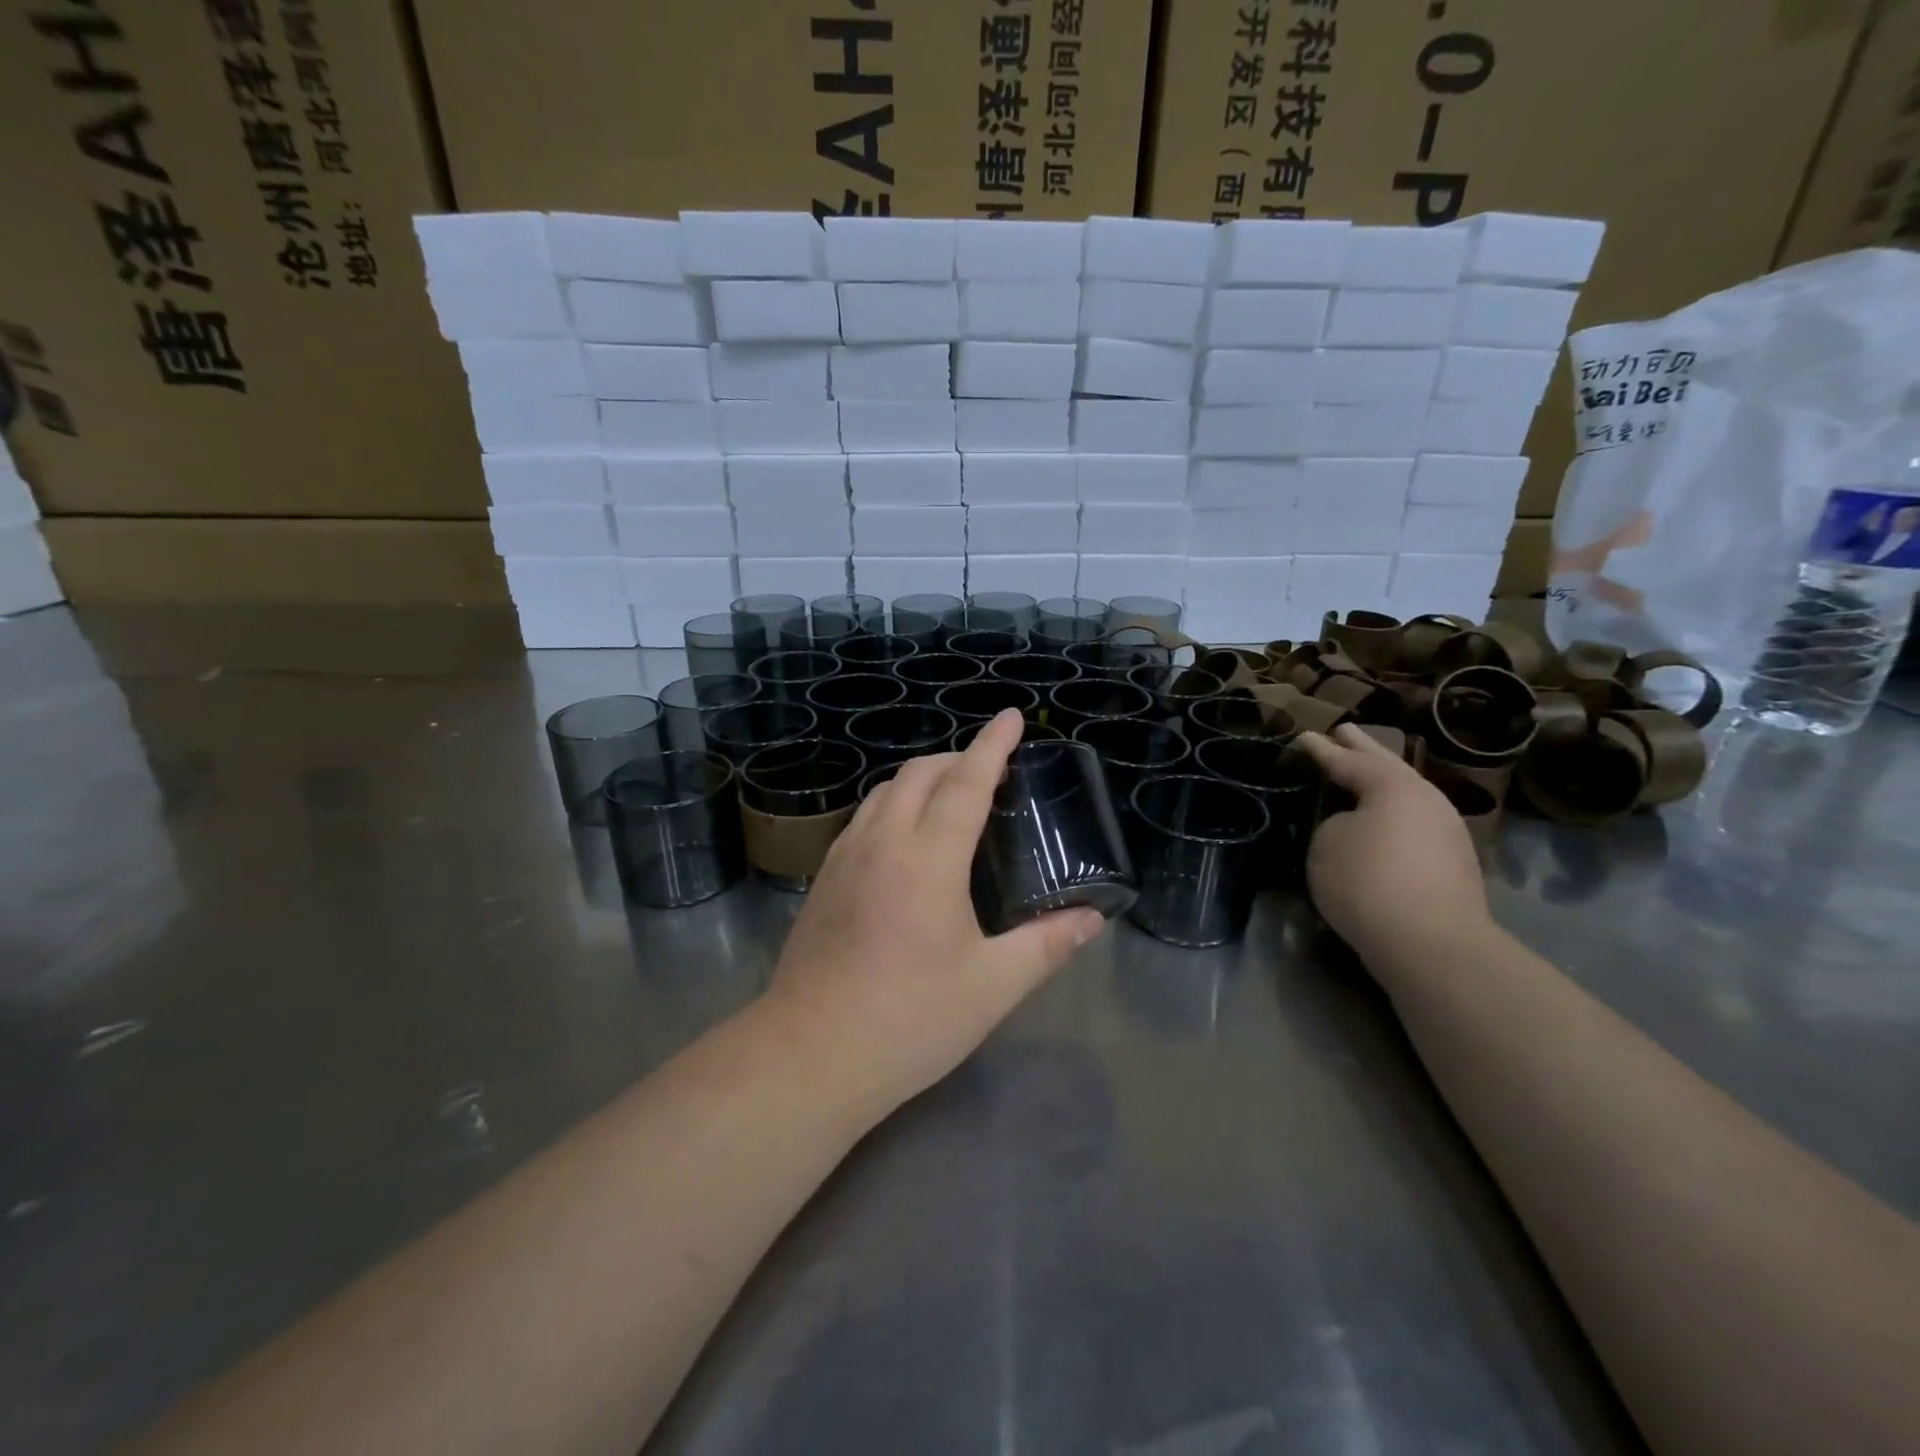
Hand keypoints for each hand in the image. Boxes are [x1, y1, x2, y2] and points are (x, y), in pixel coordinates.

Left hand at [763, 710, 1105, 1120]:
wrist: (811, 1054)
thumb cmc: (910, 1019)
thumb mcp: (992, 986)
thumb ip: (1046, 945)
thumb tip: (1091, 919)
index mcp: (928, 859)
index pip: (965, 783)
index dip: (991, 746)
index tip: (1012, 717)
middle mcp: (883, 843)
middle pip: (918, 774)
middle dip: (956, 758)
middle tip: (990, 770)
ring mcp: (845, 858)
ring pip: (883, 792)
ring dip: (920, 779)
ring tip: (950, 796)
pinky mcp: (824, 880)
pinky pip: (863, 819)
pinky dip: (892, 805)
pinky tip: (903, 838)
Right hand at [1294, 725, 1489, 966]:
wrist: (1432, 944)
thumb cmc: (1369, 882)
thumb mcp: (1328, 843)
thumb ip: (1335, 823)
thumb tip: (1352, 827)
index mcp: (1393, 787)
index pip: (1348, 761)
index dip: (1321, 750)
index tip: (1303, 736)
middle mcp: (1426, 800)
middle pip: (1388, 766)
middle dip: (1363, 748)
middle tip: (1344, 730)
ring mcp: (1446, 832)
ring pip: (1405, 794)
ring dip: (1381, 780)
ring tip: (1362, 772)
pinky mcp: (1452, 864)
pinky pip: (1413, 822)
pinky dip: (1392, 812)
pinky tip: (1380, 817)